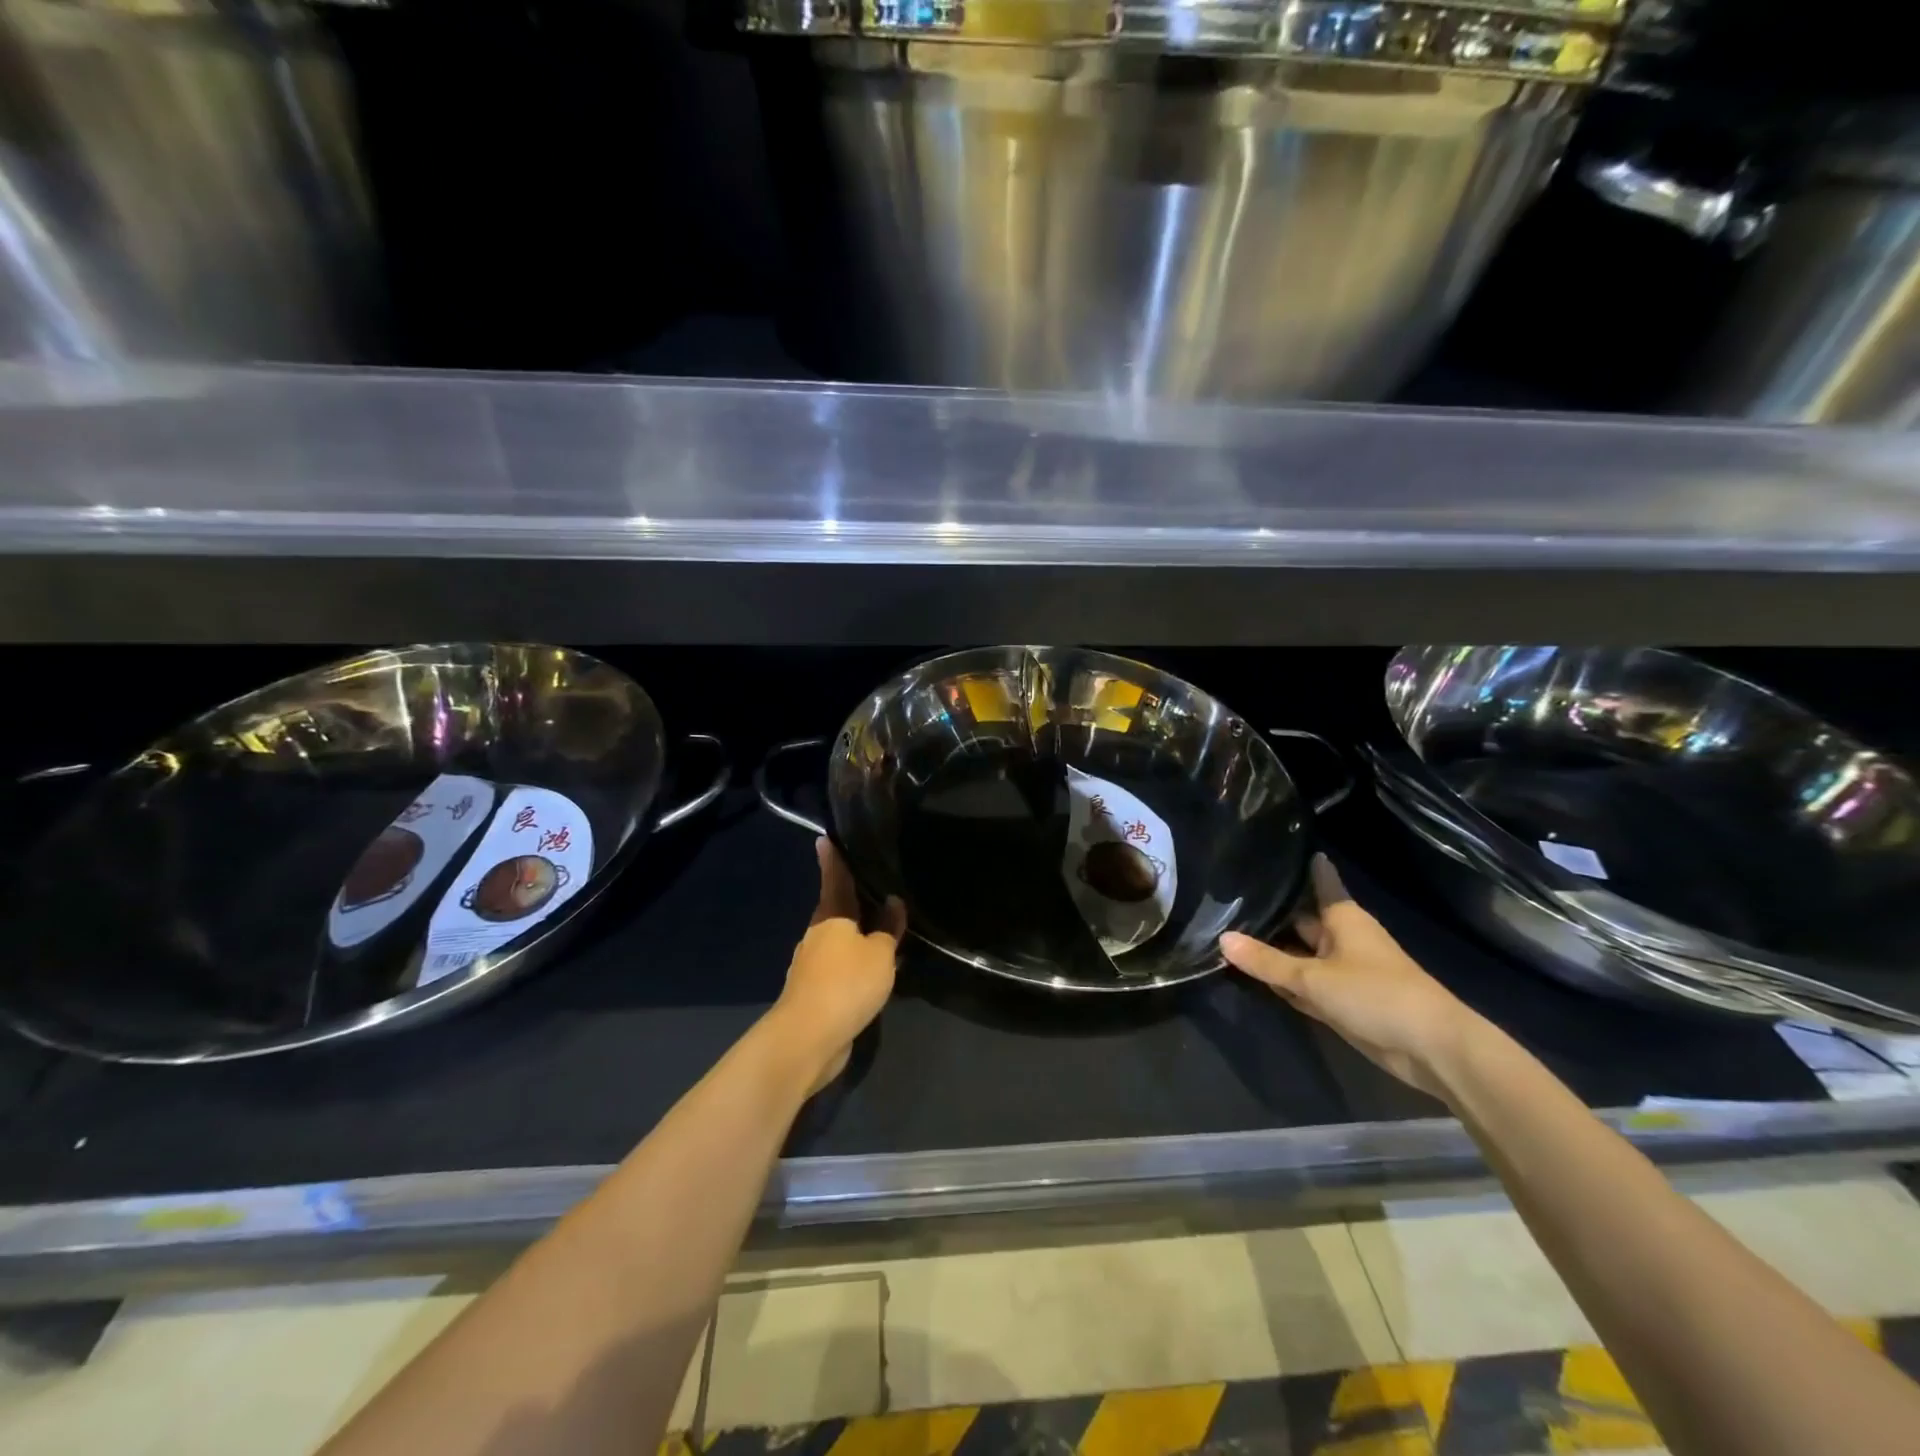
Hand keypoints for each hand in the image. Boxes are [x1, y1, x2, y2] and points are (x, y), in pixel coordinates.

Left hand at [770, 839, 905, 1094]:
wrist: (809, 1037)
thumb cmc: (846, 983)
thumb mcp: (880, 954)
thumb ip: (888, 930)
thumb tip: (893, 903)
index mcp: (831, 917)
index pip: (835, 880)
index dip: (833, 860)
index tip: (824, 839)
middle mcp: (817, 935)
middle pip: (837, 912)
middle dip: (854, 904)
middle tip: (876, 893)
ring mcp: (812, 965)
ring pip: (840, 943)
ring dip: (859, 939)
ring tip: (885, 935)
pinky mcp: (815, 993)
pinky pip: (841, 969)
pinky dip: (856, 966)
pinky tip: (874, 974)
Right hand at [1220, 855, 1483, 1099]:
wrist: (1431, 1049)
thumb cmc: (1376, 995)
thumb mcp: (1313, 977)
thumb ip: (1266, 962)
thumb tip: (1222, 938)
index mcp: (1342, 918)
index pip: (1318, 880)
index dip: (1300, 865)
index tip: (1273, 847)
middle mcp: (1340, 938)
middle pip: (1299, 920)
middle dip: (1268, 914)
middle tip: (1224, 898)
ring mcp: (1341, 971)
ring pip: (1298, 954)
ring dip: (1270, 952)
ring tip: (1225, 931)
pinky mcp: (1340, 1001)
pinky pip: (1303, 983)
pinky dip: (1282, 981)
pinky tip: (1250, 975)